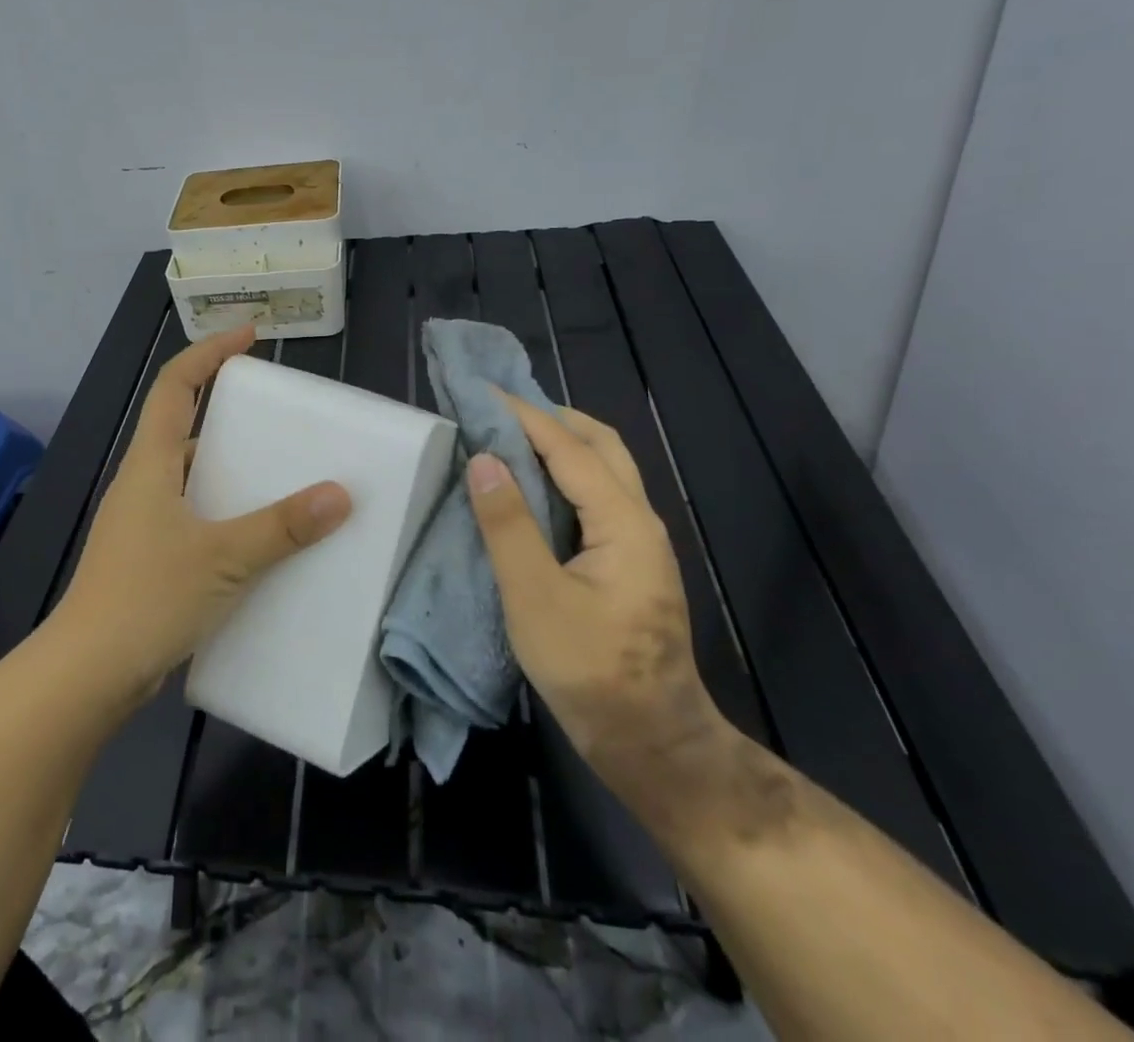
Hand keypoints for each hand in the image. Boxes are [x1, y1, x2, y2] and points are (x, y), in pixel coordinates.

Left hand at [49, 326, 351, 707]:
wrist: (88, 673)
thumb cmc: (148, 597)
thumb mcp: (224, 558)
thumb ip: (282, 527)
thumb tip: (339, 495)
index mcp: (150, 464)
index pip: (174, 386)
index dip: (208, 352)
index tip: (248, 336)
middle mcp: (142, 484)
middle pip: (181, 428)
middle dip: (226, 415)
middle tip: (274, 421)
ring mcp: (140, 523)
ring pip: (187, 477)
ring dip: (226, 470)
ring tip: (276, 478)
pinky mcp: (146, 558)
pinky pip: (190, 516)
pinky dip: (221, 513)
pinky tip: (254, 539)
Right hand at [468, 393, 726, 804]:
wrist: (652, 742)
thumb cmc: (590, 670)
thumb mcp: (535, 597)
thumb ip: (508, 525)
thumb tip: (484, 458)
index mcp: (623, 521)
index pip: (569, 448)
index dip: (524, 415)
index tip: (482, 391)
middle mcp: (639, 520)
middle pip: (601, 446)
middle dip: (551, 418)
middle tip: (500, 409)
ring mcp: (639, 543)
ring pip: (604, 470)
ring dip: (561, 444)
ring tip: (511, 438)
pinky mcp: (630, 563)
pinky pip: (597, 496)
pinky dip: (565, 475)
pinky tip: (534, 489)